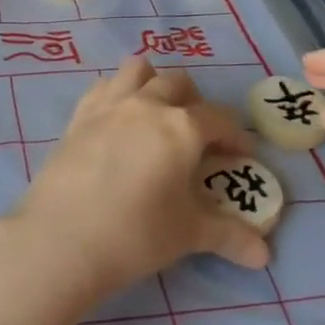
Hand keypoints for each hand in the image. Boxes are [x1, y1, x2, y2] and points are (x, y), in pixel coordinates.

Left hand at [12, 57, 266, 300]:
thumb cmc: (135, 234)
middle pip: (178, 83)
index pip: (219, 119)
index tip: (242, 155)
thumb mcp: (187, 235)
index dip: (235, 135)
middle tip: (198, 136)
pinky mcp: (78, 116)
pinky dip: (117, 92)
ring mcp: (109, 105)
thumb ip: (228, 236)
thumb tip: (262, 254)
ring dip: (153, 83)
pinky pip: (103, 86)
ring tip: (157, 115)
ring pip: (138, 70)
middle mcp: (147, 104)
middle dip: (195, 103)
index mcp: (181, 127)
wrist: (61, 238)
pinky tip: (118, 120)